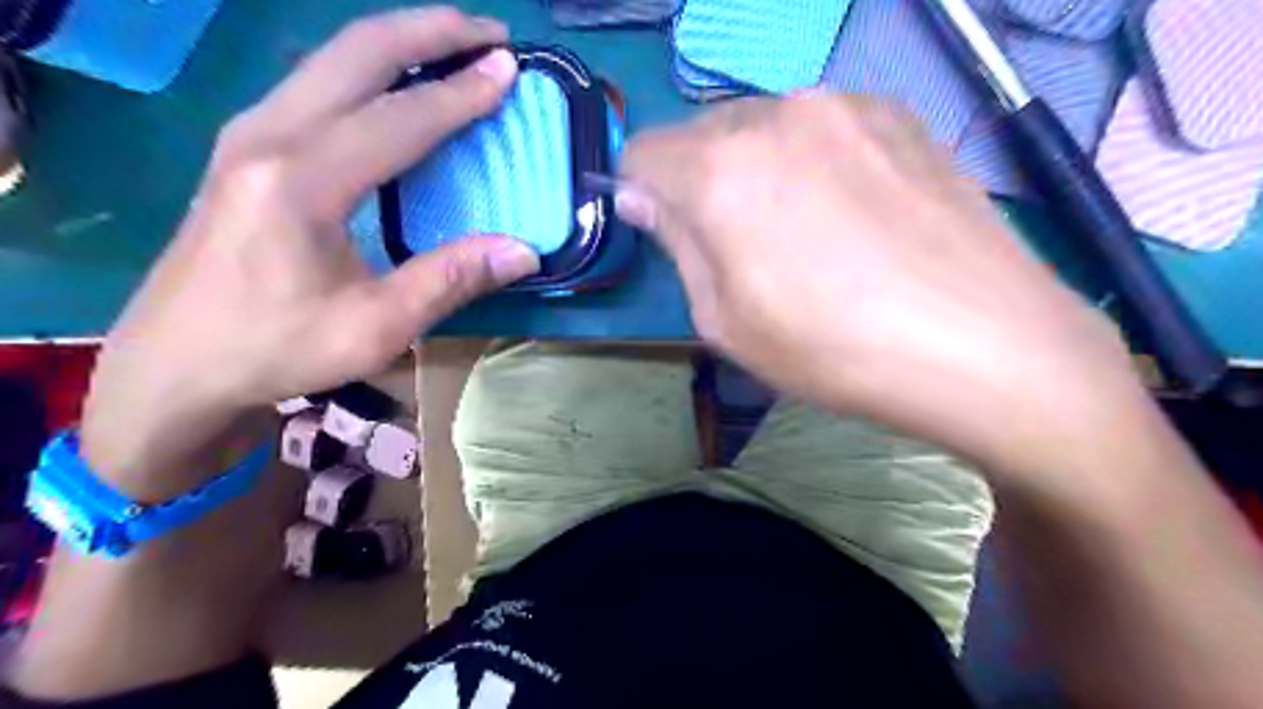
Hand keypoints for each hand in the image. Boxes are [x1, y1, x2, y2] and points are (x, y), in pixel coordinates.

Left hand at [77, 5, 530, 495]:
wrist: (175, 363)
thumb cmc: (277, 347)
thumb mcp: (375, 327)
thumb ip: (450, 279)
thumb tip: (524, 250)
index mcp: (303, 180)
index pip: (398, 118)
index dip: (460, 93)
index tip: (508, 69)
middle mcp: (269, 136)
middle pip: (355, 53)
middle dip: (429, 31)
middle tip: (489, 33)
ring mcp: (249, 134)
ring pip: (331, 58)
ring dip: (398, 41)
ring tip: (452, 44)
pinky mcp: (245, 147)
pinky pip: (317, 83)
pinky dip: (368, 68)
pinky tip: (395, 83)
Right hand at [618, 90, 1151, 474]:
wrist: (984, 344)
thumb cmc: (833, 348)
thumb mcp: (726, 321)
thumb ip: (677, 245)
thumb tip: (643, 199)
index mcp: (721, 168)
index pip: (642, 153)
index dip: (643, 194)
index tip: (671, 233)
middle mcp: (776, 113)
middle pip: (703, 134)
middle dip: (702, 181)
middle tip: (743, 244)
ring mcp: (845, 103)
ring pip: (765, 126)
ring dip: (760, 169)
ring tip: (807, 231)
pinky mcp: (900, 113)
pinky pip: (825, 126)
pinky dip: (816, 159)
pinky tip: (856, 213)